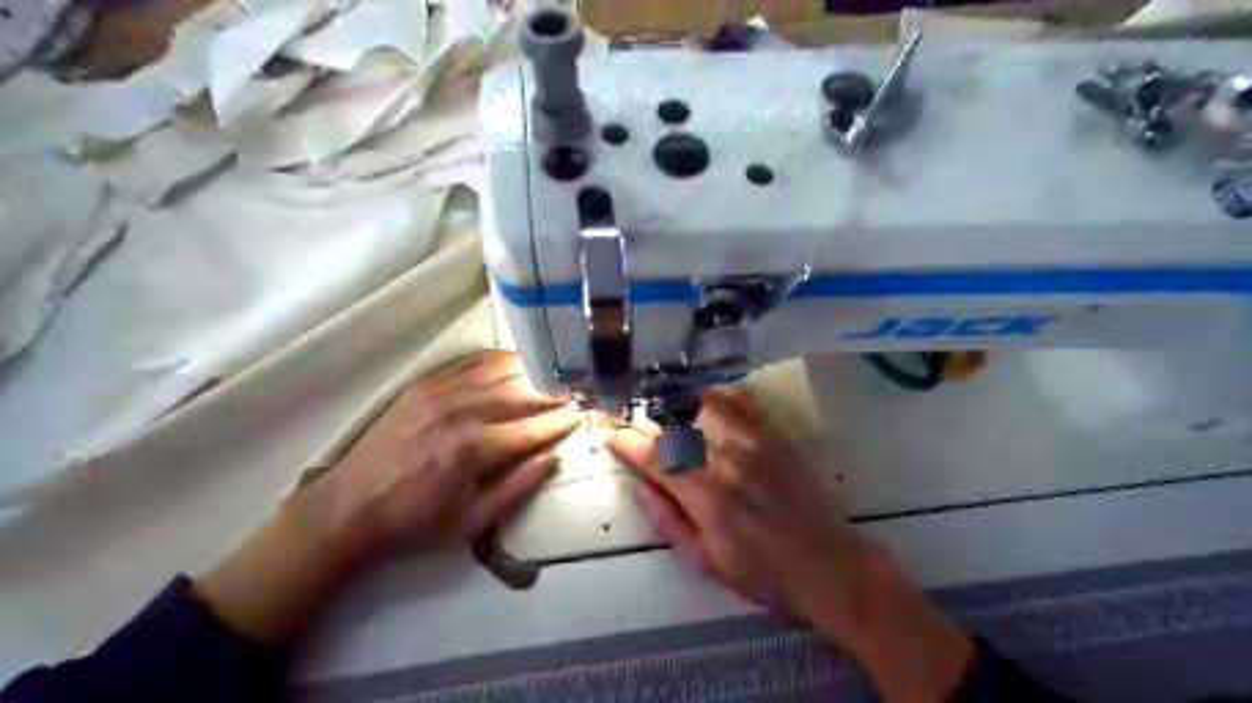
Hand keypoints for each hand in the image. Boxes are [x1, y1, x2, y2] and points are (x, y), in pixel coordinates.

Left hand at [194, 349, 582, 641]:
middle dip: (554, 392)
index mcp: (472, 451)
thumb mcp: (470, 523)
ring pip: (499, 372)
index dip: (562, 420)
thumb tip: (555, 458)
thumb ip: (516, 488)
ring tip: (557, 373)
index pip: (532, 427)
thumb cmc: (414, 522)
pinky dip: (500, 360)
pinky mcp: (424, 384)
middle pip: (521, 393)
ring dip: (532, 372)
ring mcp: (440, 393)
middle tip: (578, 391)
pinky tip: (518, 362)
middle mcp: (460, 413)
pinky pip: (471, 363)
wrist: (348, 506)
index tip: (585, 413)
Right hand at [610, 389, 873, 620]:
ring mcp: (754, 440)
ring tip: (663, 411)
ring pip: (703, 404)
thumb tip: (640, 486)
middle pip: (675, 425)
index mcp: (707, 494)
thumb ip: (668, 521)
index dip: (626, 442)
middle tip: (633, 424)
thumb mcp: (705, 561)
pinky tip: (704, 399)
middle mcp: (727, 457)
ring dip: (677, 406)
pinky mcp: (774, 434)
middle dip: (647, 422)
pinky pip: (740, 400)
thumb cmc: (762, 573)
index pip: (654, 457)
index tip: (611, 435)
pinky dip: (716, 394)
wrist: (828, 564)